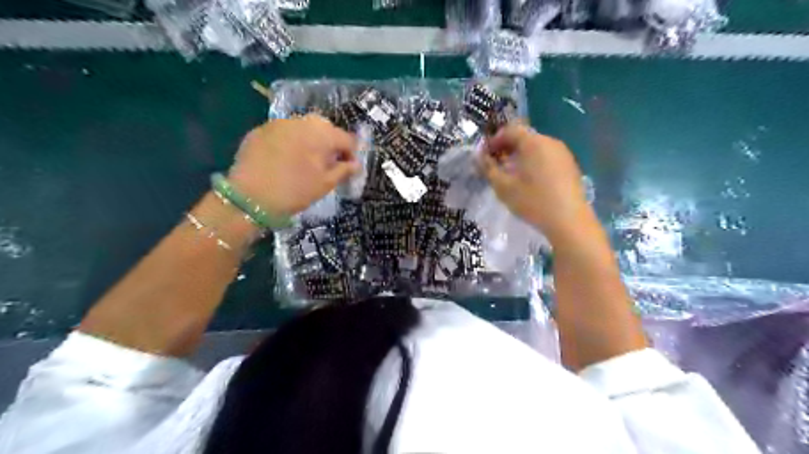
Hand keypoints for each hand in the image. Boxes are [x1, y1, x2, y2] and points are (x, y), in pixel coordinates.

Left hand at [223, 116, 356, 217]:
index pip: (347, 139)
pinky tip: (284, 160)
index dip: (351, 154)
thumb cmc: (295, 191)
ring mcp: (279, 123)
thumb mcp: (325, 184)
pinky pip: (284, 132)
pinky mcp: (260, 129)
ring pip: (303, 128)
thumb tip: (356, 164)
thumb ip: (344, 170)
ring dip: (310, 141)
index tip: (348, 168)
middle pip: (325, 128)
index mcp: (322, 133)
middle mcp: (302, 121)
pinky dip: (290, 142)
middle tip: (327, 164)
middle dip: (330, 144)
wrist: (250, 197)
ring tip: (305, 161)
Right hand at [480, 123, 591, 241]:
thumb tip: (479, 157)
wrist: (569, 221)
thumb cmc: (532, 201)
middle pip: (524, 137)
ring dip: (521, 156)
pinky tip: (530, 182)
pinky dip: (534, 163)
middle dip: (507, 149)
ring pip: (536, 148)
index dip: (494, 141)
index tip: (485, 156)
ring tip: (511, 175)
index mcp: (533, 142)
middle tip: (496, 166)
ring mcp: (563, 153)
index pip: (510, 130)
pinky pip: (547, 157)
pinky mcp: (570, 166)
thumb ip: (488, 168)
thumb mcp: (503, 186)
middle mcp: (550, 141)